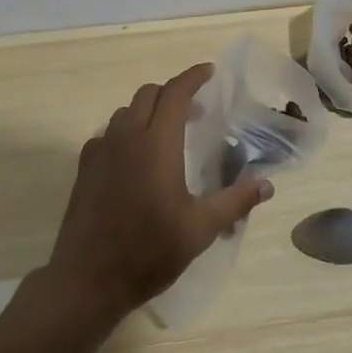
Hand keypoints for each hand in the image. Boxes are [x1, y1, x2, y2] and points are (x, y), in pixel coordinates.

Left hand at [44, 63, 272, 322]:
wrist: (87, 281)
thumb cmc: (148, 251)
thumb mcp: (200, 229)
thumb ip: (235, 201)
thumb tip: (267, 185)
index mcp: (156, 143)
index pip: (175, 93)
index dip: (193, 77)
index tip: (210, 72)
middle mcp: (126, 137)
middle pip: (149, 94)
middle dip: (173, 92)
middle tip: (195, 110)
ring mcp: (100, 151)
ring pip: (126, 111)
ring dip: (148, 110)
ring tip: (166, 132)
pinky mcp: (84, 168)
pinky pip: (107, 133)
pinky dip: (126, 131)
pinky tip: (135, 158)